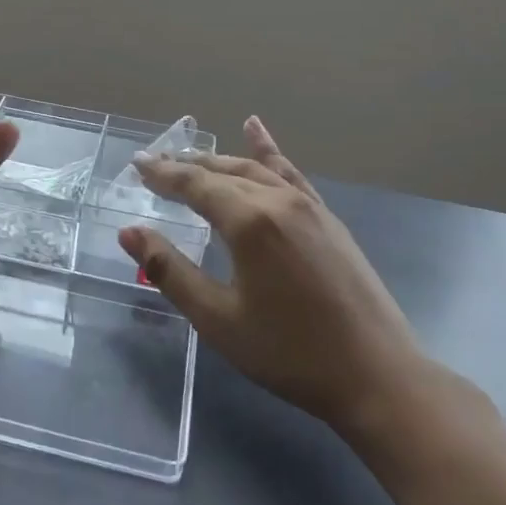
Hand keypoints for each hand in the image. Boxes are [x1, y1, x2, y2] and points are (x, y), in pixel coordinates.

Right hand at [118, 116, 430, 437]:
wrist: (376, 376)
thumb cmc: (288, 352)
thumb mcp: (217, 319)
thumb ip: (170, 271)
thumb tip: (129, 232)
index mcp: (249, 222)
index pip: (195, 184)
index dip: (162, 174)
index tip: (136, 164)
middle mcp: (279, 201)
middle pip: (222, 172)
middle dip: (185, 166)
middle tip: (153, 164)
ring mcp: (309, 207)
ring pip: (254, 169)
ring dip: (218, 160)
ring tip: (189, 155)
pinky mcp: (328, 219)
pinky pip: (290, 174)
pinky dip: (268, 151)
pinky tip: (256, 129)